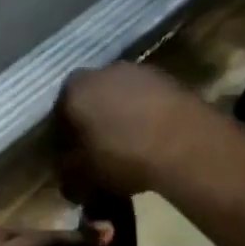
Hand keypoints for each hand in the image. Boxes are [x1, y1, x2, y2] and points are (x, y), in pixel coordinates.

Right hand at [56, 63, 217, 198]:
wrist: (186, 145)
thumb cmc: (122, 156)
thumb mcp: (83, 174)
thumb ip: (68, 171)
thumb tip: (68, 173)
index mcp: (73, 90)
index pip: (58, 115)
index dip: (63, 140)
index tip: (71, 160)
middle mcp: (102, 71)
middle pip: (90, 101)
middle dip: (91, 124)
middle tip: (98, 153)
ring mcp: (139, 71)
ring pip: (119, 98)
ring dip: (120, 118)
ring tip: (128, 148)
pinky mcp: (169, 79)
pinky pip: (146, 101)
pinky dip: (145, 116)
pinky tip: (151, 140)